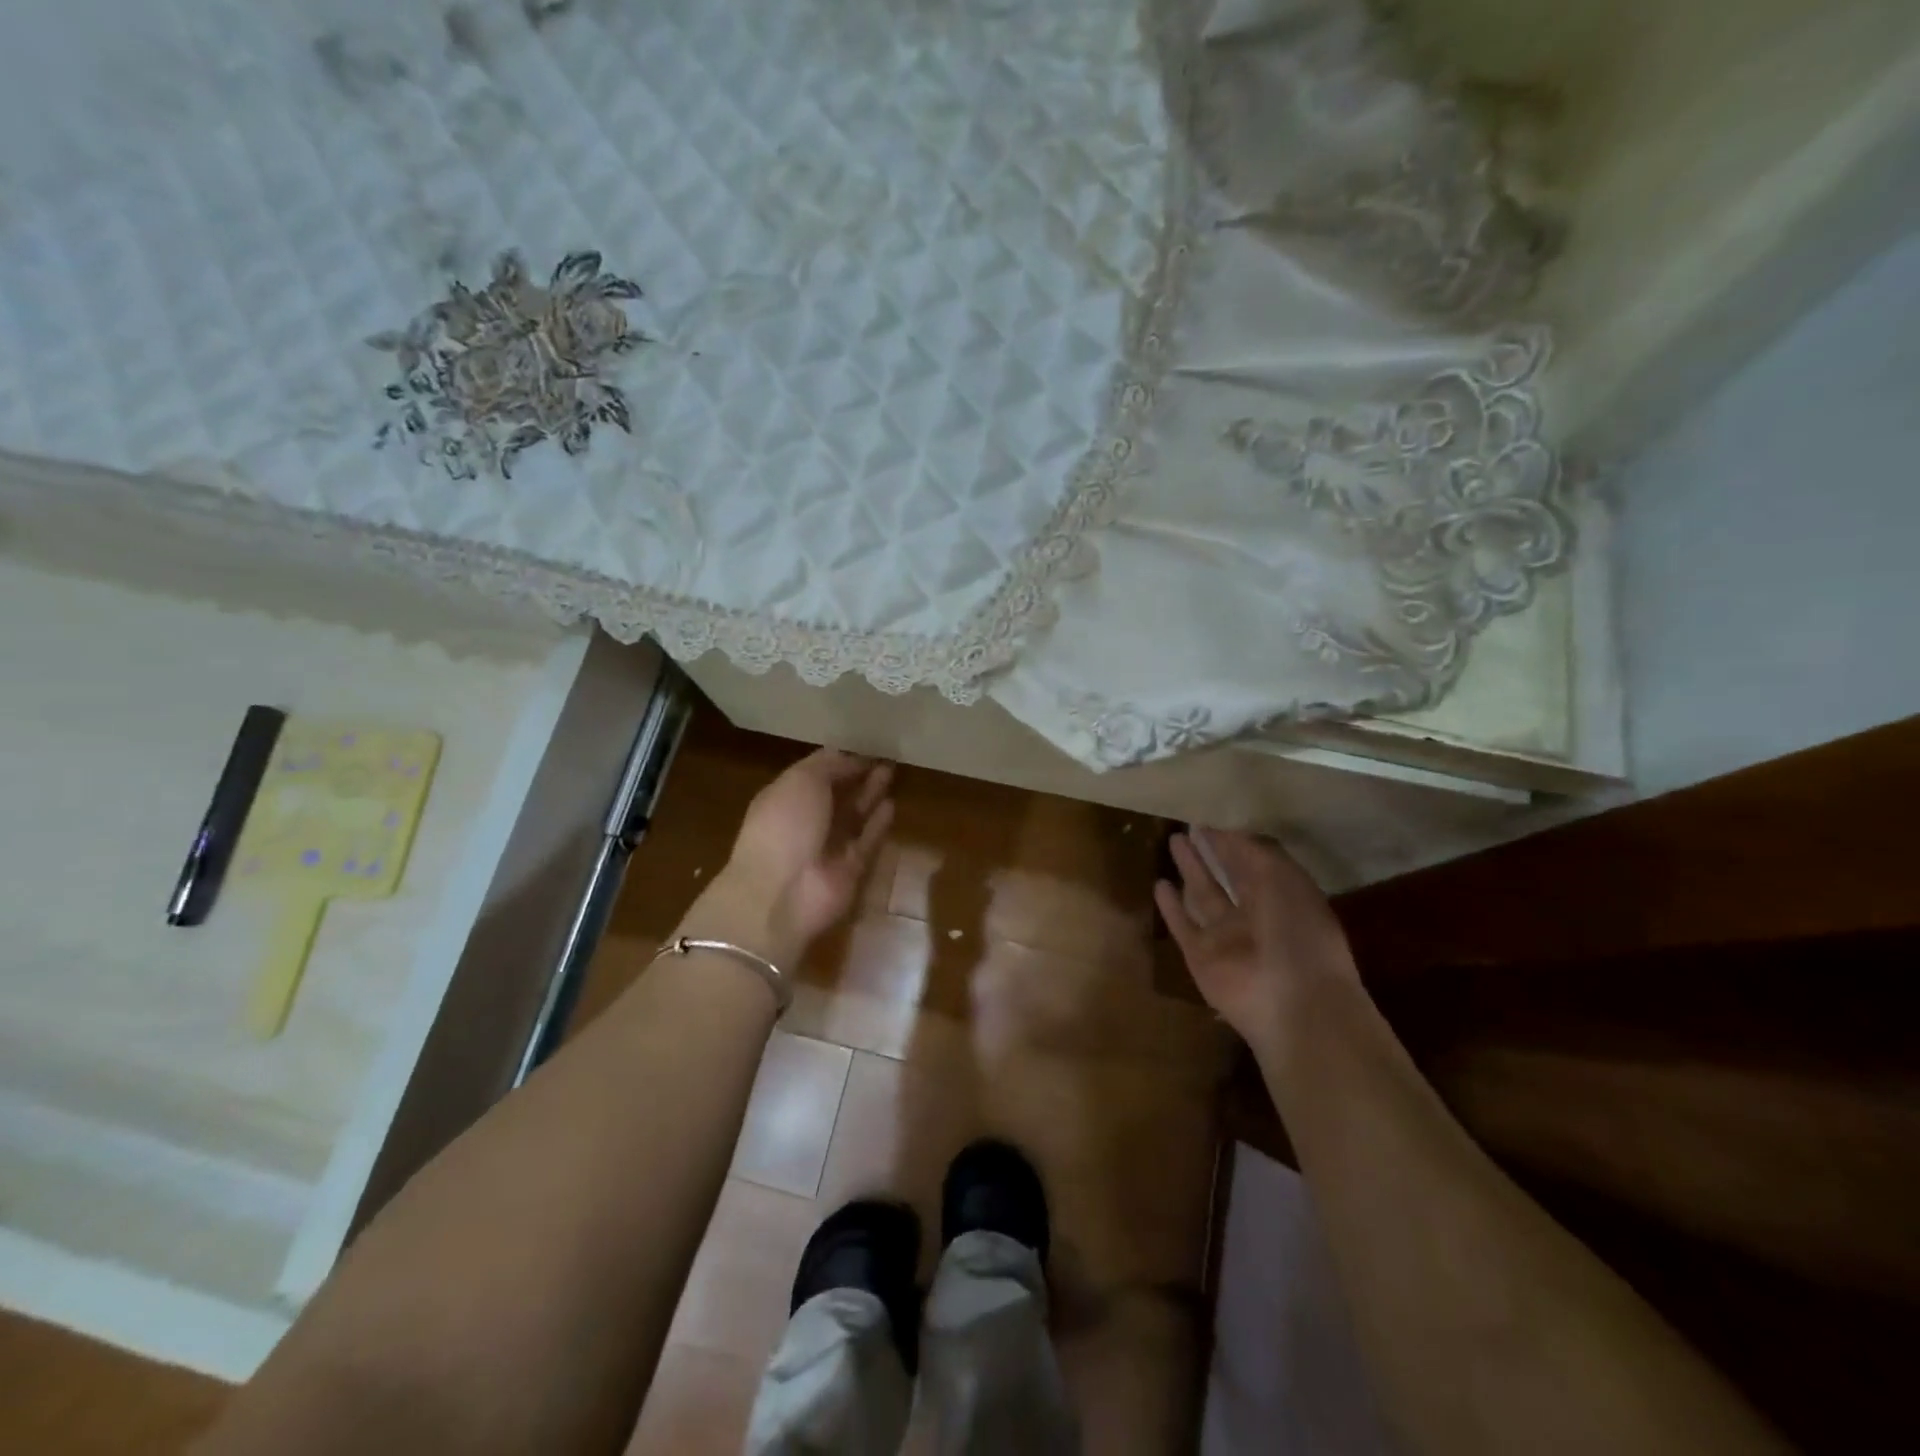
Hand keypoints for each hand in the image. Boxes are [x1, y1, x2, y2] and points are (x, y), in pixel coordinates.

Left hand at [707, 749, 894, 962]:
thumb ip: (828, 765)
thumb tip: (851, 757)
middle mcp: (805, 822)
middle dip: (857, 776)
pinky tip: (891, 805)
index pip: (814, 774)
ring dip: (870, 795)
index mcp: (785, 798)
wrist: (780, 892)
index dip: (838, 761)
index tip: (863, 746)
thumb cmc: (784, 825)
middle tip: (884, 758)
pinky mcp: (849, 870)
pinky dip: (877, 824)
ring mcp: (827, 848)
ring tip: (890, 773)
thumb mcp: (801, 781)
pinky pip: (866, 842)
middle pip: (836, 795)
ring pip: (853, 817)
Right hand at [1154, 829, 1359, 1051]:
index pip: (1257, 861)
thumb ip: (1254, 852)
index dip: (1236, 840)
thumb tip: (1227, 833)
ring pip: (1205, 896)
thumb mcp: (1283, 879)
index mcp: (1285, 896)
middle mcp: (1257, 915)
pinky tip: (1159, 885)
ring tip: (1173, 841)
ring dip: (1191, 870)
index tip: (1214, 818)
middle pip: (1230, 876)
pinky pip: (1183, 925)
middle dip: (1213, 851)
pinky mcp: (1201, 956)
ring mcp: (1227, 937)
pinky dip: (1171, 907)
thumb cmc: (1296, 932)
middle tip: (1190, 826)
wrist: (1290, 1002)